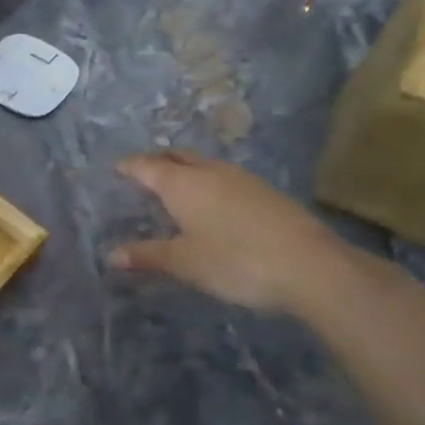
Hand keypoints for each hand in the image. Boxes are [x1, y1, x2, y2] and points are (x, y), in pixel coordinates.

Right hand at [110, 150, 355, 315]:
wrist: (312, 267)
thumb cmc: (236, 261)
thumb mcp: (185, 263)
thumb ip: (147, 255)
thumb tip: (112, 254)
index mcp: (183, 183)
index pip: (147, 166)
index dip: (129, 166)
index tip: (116, 168)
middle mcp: (210, 172)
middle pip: (177, 157)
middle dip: (157, 161)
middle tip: (143, 173)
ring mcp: (242, 179)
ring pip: (204, 165)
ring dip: (186, 171)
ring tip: (177, 187)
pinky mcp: (266, 193)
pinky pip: (226, 178)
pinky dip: (209, 183)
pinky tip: (215, 205)